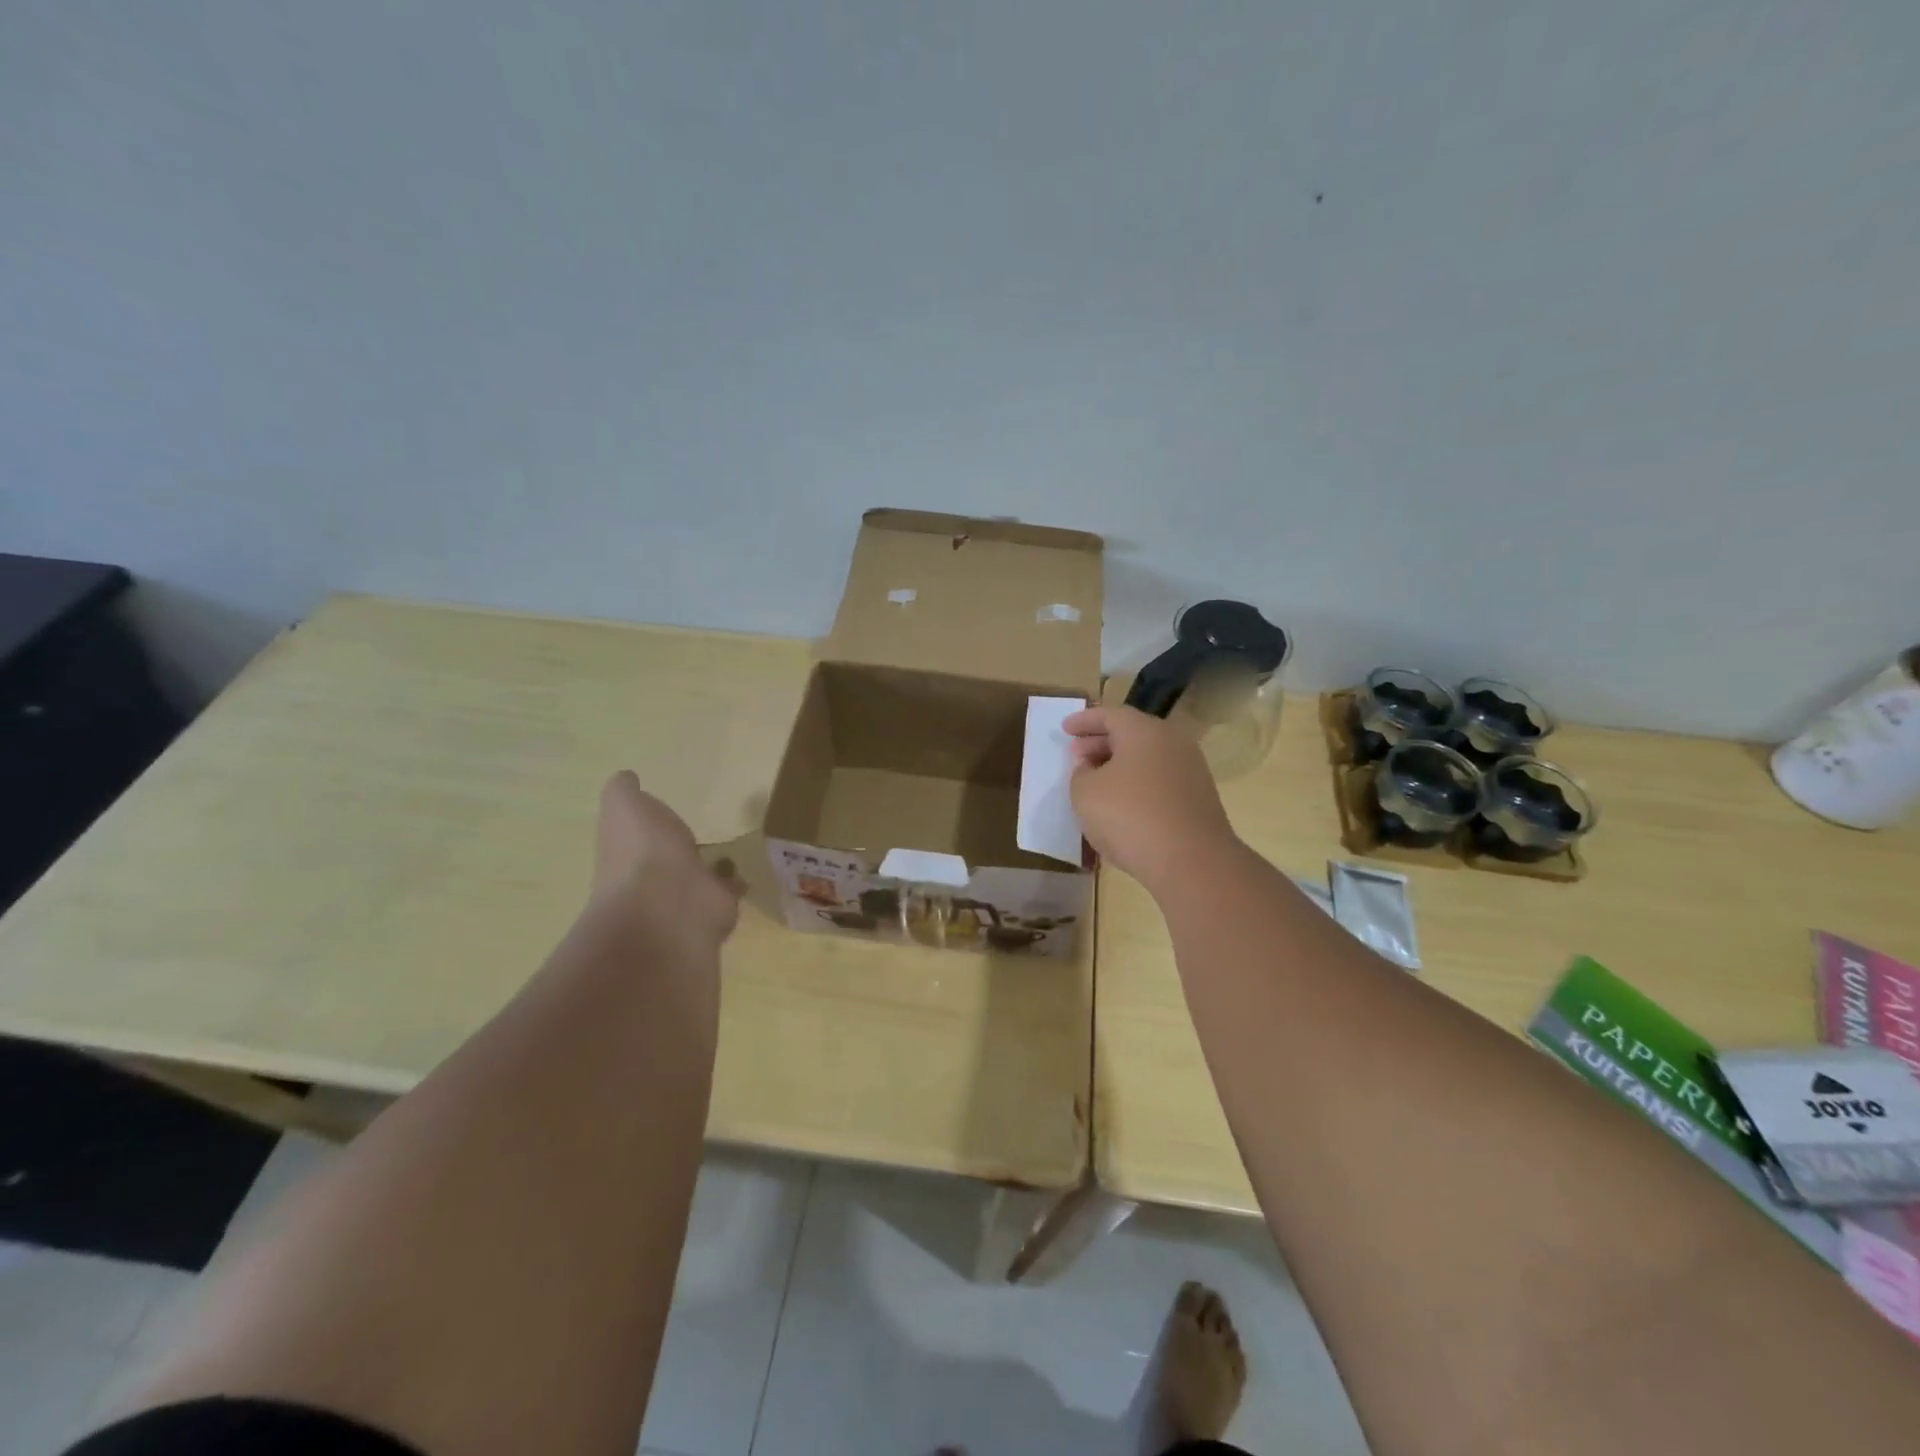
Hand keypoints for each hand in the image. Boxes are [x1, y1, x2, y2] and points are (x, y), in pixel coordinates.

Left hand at [592, 771, 741, 949]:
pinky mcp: (717, 906)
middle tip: (697, 831)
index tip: (664, 809)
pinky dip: (735, 882)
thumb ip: (623, 792)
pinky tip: (747, 867)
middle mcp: (653, 874)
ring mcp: (685, 894)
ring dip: (709, 866)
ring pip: (697, 875)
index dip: (648, 822)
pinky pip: (727, 891)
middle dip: (678, 846)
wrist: (670, 905)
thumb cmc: (643, 851)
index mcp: (630, 849)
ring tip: (729, 849)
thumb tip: (626, 778)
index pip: (639, 833)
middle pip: (667, 856)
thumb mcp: (624, 806)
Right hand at [1065, 705, 1236, 892]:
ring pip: (1147, 758)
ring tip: (1095, 781)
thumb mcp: (1085, 793)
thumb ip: (1080, 773)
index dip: (1084, 721)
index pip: (1110, 714)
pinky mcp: (1198, 798)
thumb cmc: (1129, 816)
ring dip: (1119, 765)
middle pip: (1131, 733)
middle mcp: (1171, 742)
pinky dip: (1137, 783)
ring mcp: (1190, 770)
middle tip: (1076, 755)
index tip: (1064, 728)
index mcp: (1143, 731)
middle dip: (1100, 742)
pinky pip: (1159, 780)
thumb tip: (1089, 766)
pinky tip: (1121, 804)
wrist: (1191, 860)